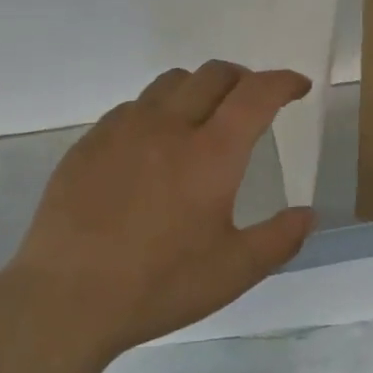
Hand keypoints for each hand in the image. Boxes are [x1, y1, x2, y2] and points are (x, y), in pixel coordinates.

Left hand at [6, 62, 316, 359]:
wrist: (65, 298)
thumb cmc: (159, 285)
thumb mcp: (233, 272)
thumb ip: (279, 239)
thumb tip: (307, 214)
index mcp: (211, 153)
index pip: (257, 93)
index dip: (283, 82)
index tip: (298, 87)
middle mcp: (169, 126)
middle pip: (214, 74)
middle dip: (244, 78)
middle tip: (253, 102)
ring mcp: (123, 130)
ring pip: (170, 82)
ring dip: (199, 88)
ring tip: (204, 118)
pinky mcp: (89, 143)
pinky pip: (133, 107)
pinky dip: (158, 110)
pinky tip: (153, 146)